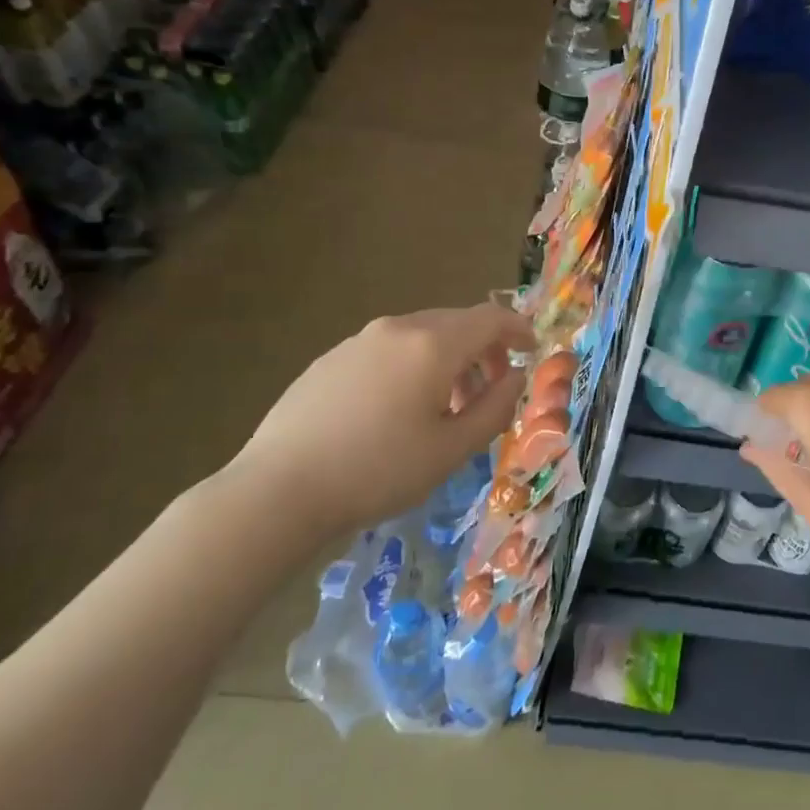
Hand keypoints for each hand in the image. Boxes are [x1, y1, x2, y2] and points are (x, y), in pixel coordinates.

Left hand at [230, 304, 533, 538]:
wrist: (278, 490)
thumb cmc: (378, 470)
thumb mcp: (451, 449)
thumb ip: (495, 407)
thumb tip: (514, 377)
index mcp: (433, 344)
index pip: (491, 318)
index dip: (518, 330)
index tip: (531, 352)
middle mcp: (397, 329)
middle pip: (456, 323)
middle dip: (483, 350)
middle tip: (491, 390)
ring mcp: (359, 341)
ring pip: (421, 336)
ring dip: (447, 360)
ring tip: (445, 406)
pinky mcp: (330, 358)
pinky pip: (388, 349)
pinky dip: (412, 366)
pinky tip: (397, 410)